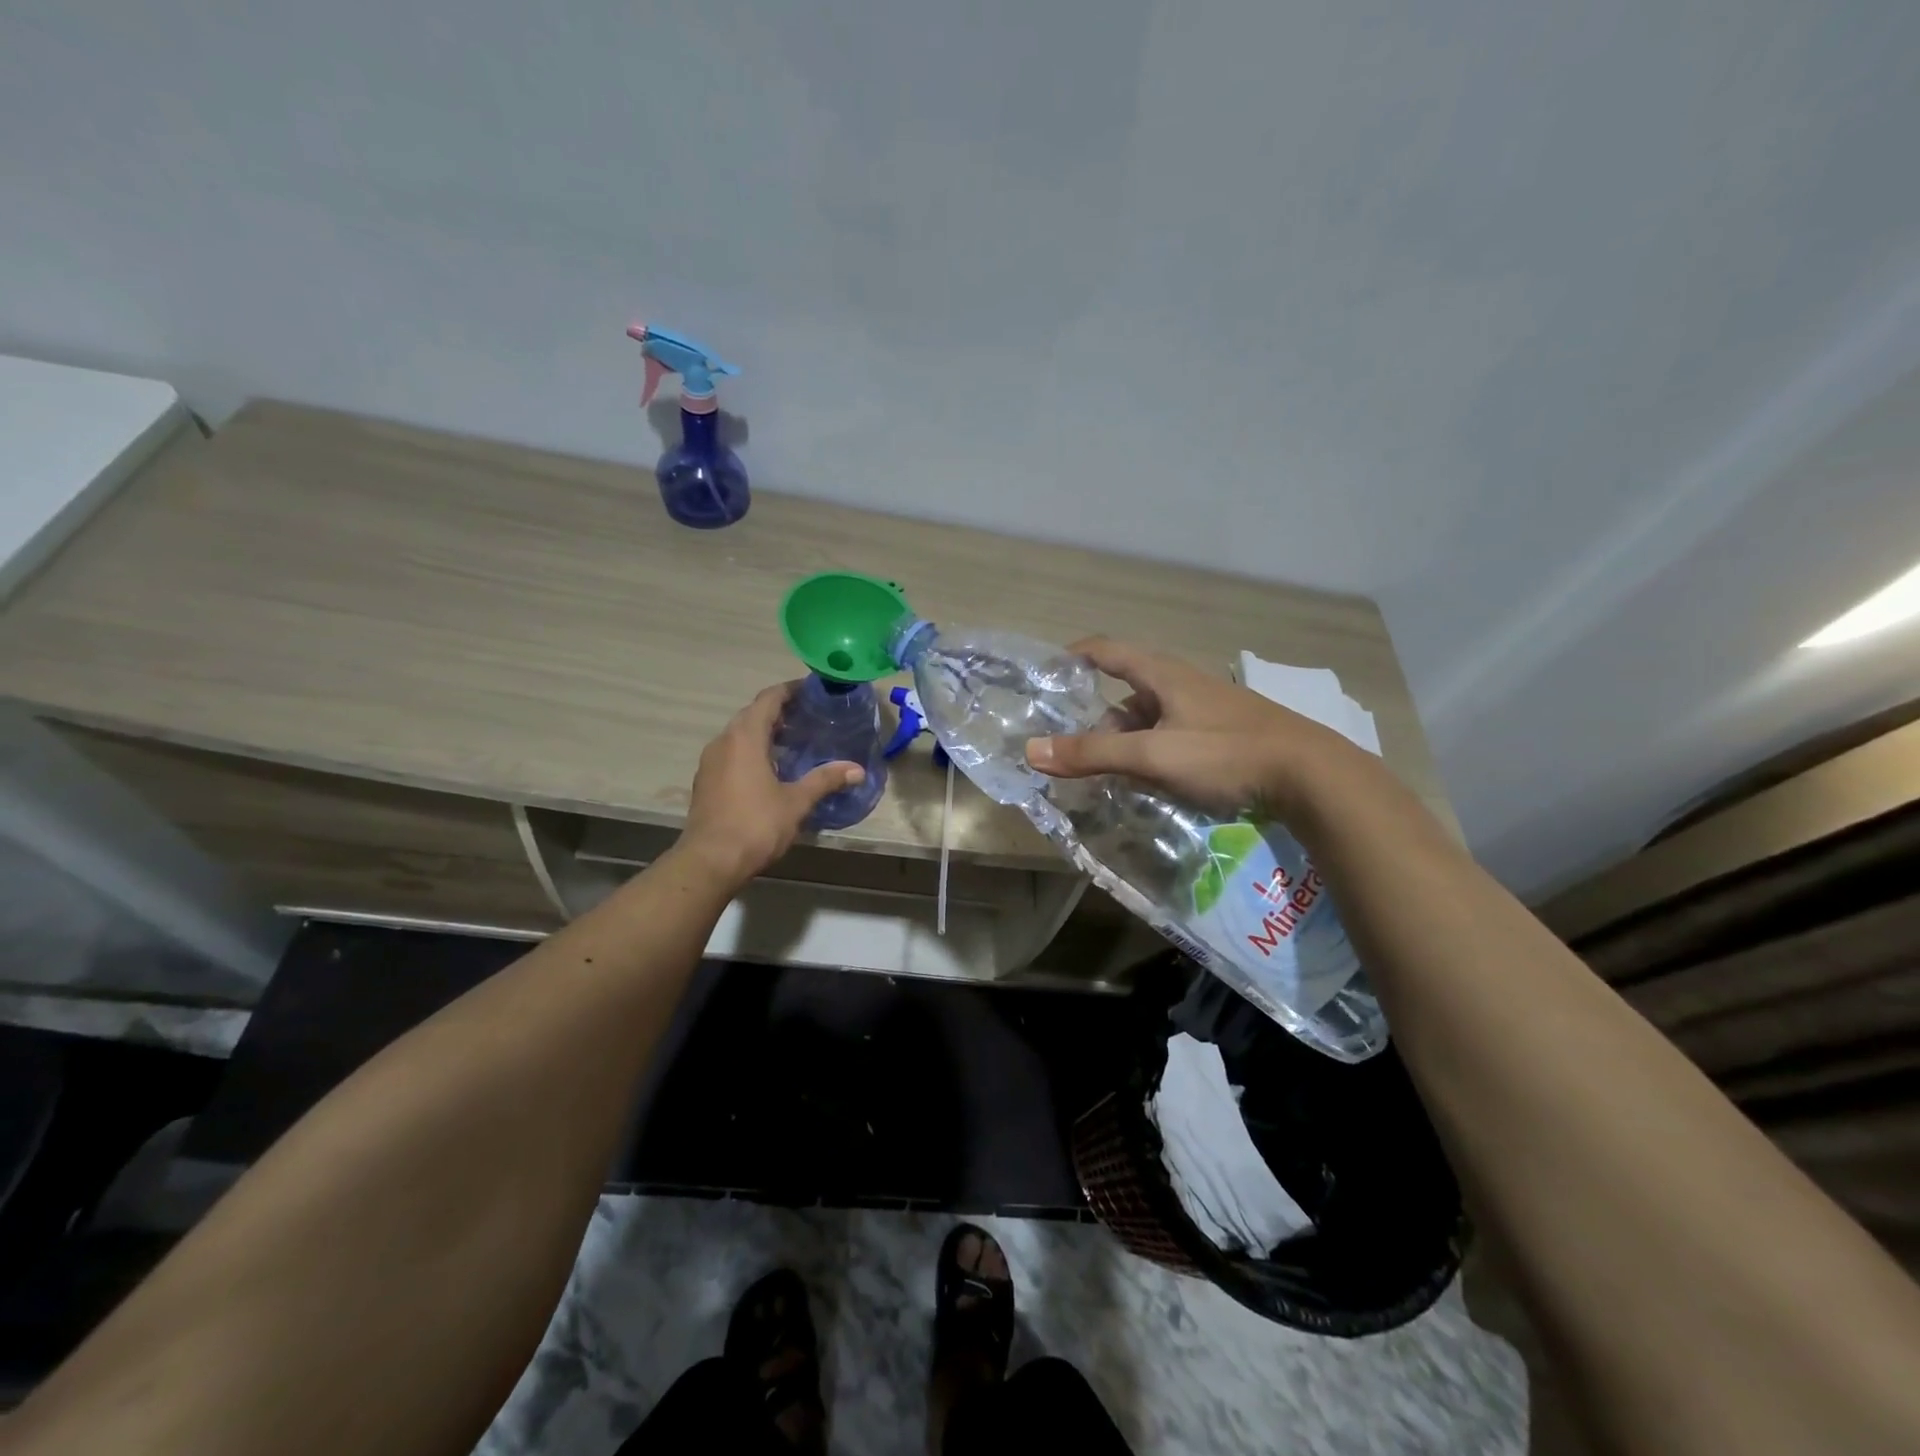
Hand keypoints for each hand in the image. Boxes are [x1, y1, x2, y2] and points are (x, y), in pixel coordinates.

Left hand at [675, 683, 863, 888]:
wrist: (710, 861)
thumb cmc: (756, 824)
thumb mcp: (796, 801)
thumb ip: (825, 780)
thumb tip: (857, 769)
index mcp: (745, 737)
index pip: (768, 699)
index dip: (790, 690)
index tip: (812, 690)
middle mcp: (723, 741)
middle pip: (752, 714)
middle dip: (779, 711)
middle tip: (808, 717)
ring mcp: (710, 762)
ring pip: (739, 735)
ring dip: (764, 732)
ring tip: (793, 742)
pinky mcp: (705, 781)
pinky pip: (731, 753)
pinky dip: (751, 751)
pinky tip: (770, 769)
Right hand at [1025, 637, 1362, 819]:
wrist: (1310, 775)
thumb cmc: (1226, 753)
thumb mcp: (1153, 754)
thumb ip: (1092, 755)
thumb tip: (1031, 751)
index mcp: (1163, 674)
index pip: (1107, 650)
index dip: (1074, 656)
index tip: (1047, 673)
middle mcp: (1182, 684)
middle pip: (1126, 696)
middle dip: (1099, 725)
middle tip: (1080, 758)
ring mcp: (1206, 709)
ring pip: (1150, 720)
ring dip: (1127, 744)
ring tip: (1114, 779)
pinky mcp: (1224, 734)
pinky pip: (1173, 737)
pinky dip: (1152, 754)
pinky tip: (1154, 782)